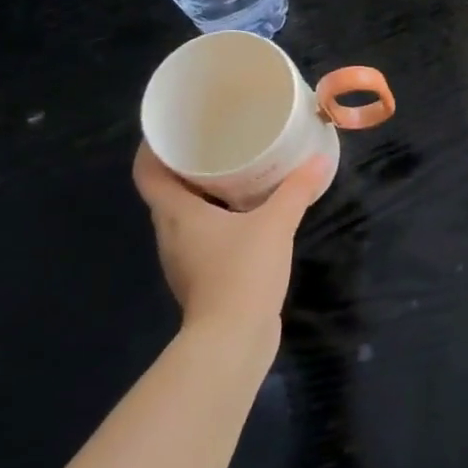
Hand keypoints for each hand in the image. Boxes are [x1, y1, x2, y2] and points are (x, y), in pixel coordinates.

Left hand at [132, 143, 333, 327]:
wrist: (233, 340)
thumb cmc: (242, 272)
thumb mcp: (275, 224)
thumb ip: (296, 190)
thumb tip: (319, 160)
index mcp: (175, 214)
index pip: (147, 172)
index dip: (152, 147)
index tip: (172, 127)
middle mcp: (170, 234)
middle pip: (165, 192)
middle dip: (184, 166)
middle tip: (214, 141)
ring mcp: (183, 260)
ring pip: (184, 216)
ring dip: (201, 195)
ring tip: (232, 173)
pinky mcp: (200, 279)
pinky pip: (201, 237)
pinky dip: (216, 220)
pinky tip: (245, 216)